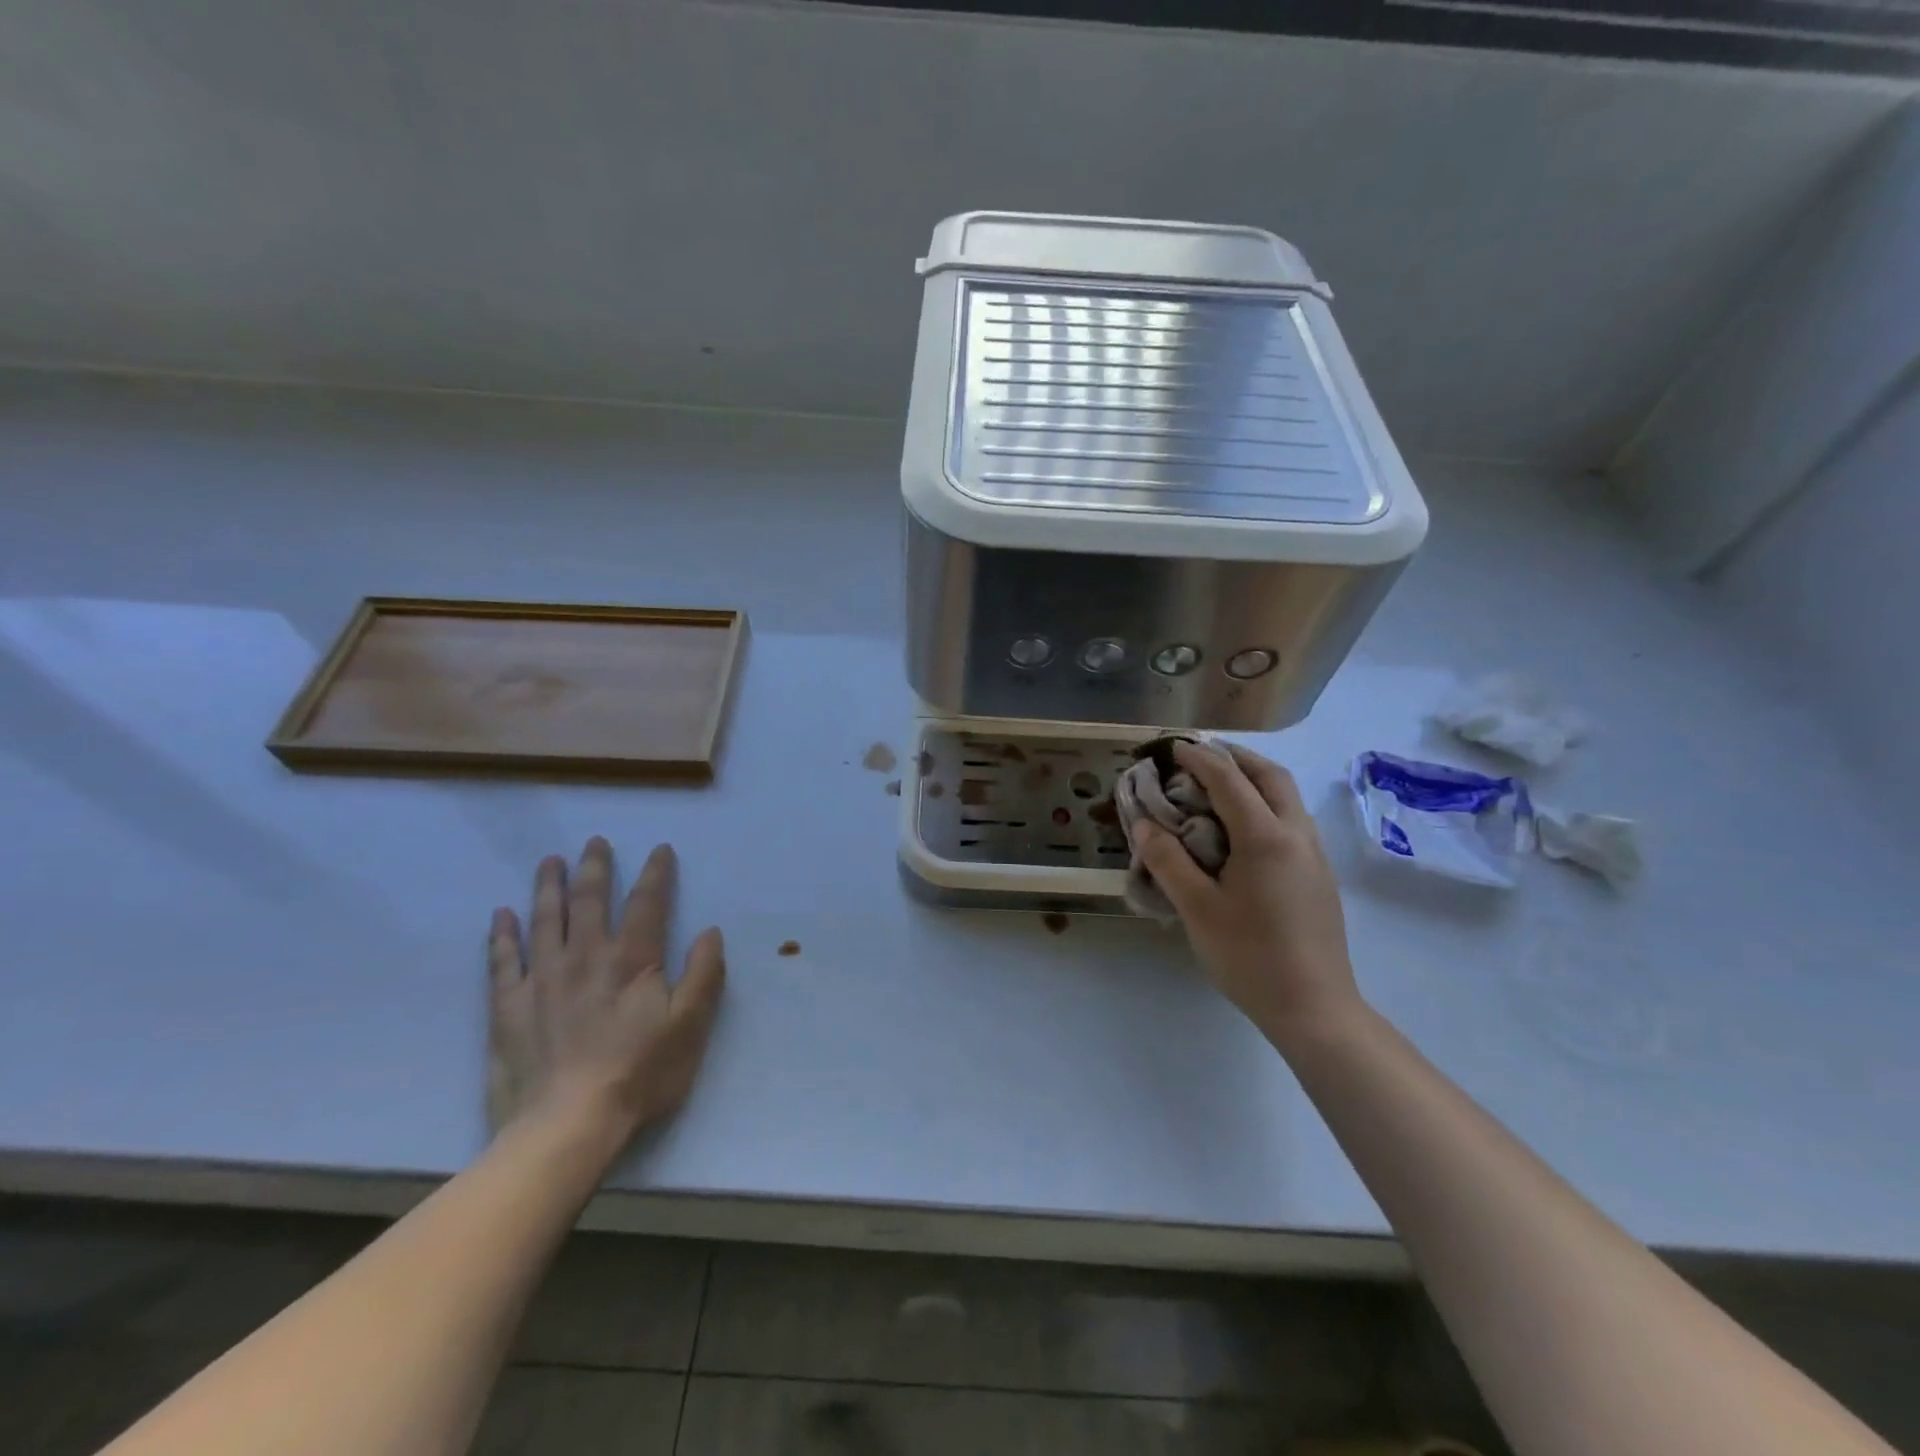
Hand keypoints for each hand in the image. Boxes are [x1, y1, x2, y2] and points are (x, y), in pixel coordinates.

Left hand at [487, 838, 724, 1150]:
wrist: (566, 1126)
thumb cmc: (639, 1074)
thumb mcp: (691, 1025)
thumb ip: (704, 974)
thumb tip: (710, 932)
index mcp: (632, 960)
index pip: (647, 902)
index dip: (657, 873)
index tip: (661, 849)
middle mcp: (586, 956)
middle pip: (590, 899)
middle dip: (595, 867)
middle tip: (595, 842)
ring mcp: (542, 979)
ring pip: (545, 919)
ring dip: (548, 886)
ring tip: (550, 861)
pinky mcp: (508, 1006)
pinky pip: (503, 960)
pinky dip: (502, 934)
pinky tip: (501, 914)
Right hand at [1131, 742, 1361, 1043]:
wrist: (1315, 1009)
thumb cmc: (1249, 956)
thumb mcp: (1197, 908)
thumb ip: (1168, 860)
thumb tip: (1145, 823)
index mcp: (1266, 838)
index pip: (1229, 780)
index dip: (1199, 758)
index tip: (1173, 747)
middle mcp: (1297, 835)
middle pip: (1271, 776)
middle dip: (1236, 757)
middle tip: (1202, 755)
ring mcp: (1315, 856)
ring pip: (1288, 797)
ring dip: (1255, 779)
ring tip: (1220, 785)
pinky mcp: (1319, 876)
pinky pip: (1292, 820)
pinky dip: (1266, 804)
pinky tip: (1244, 828)